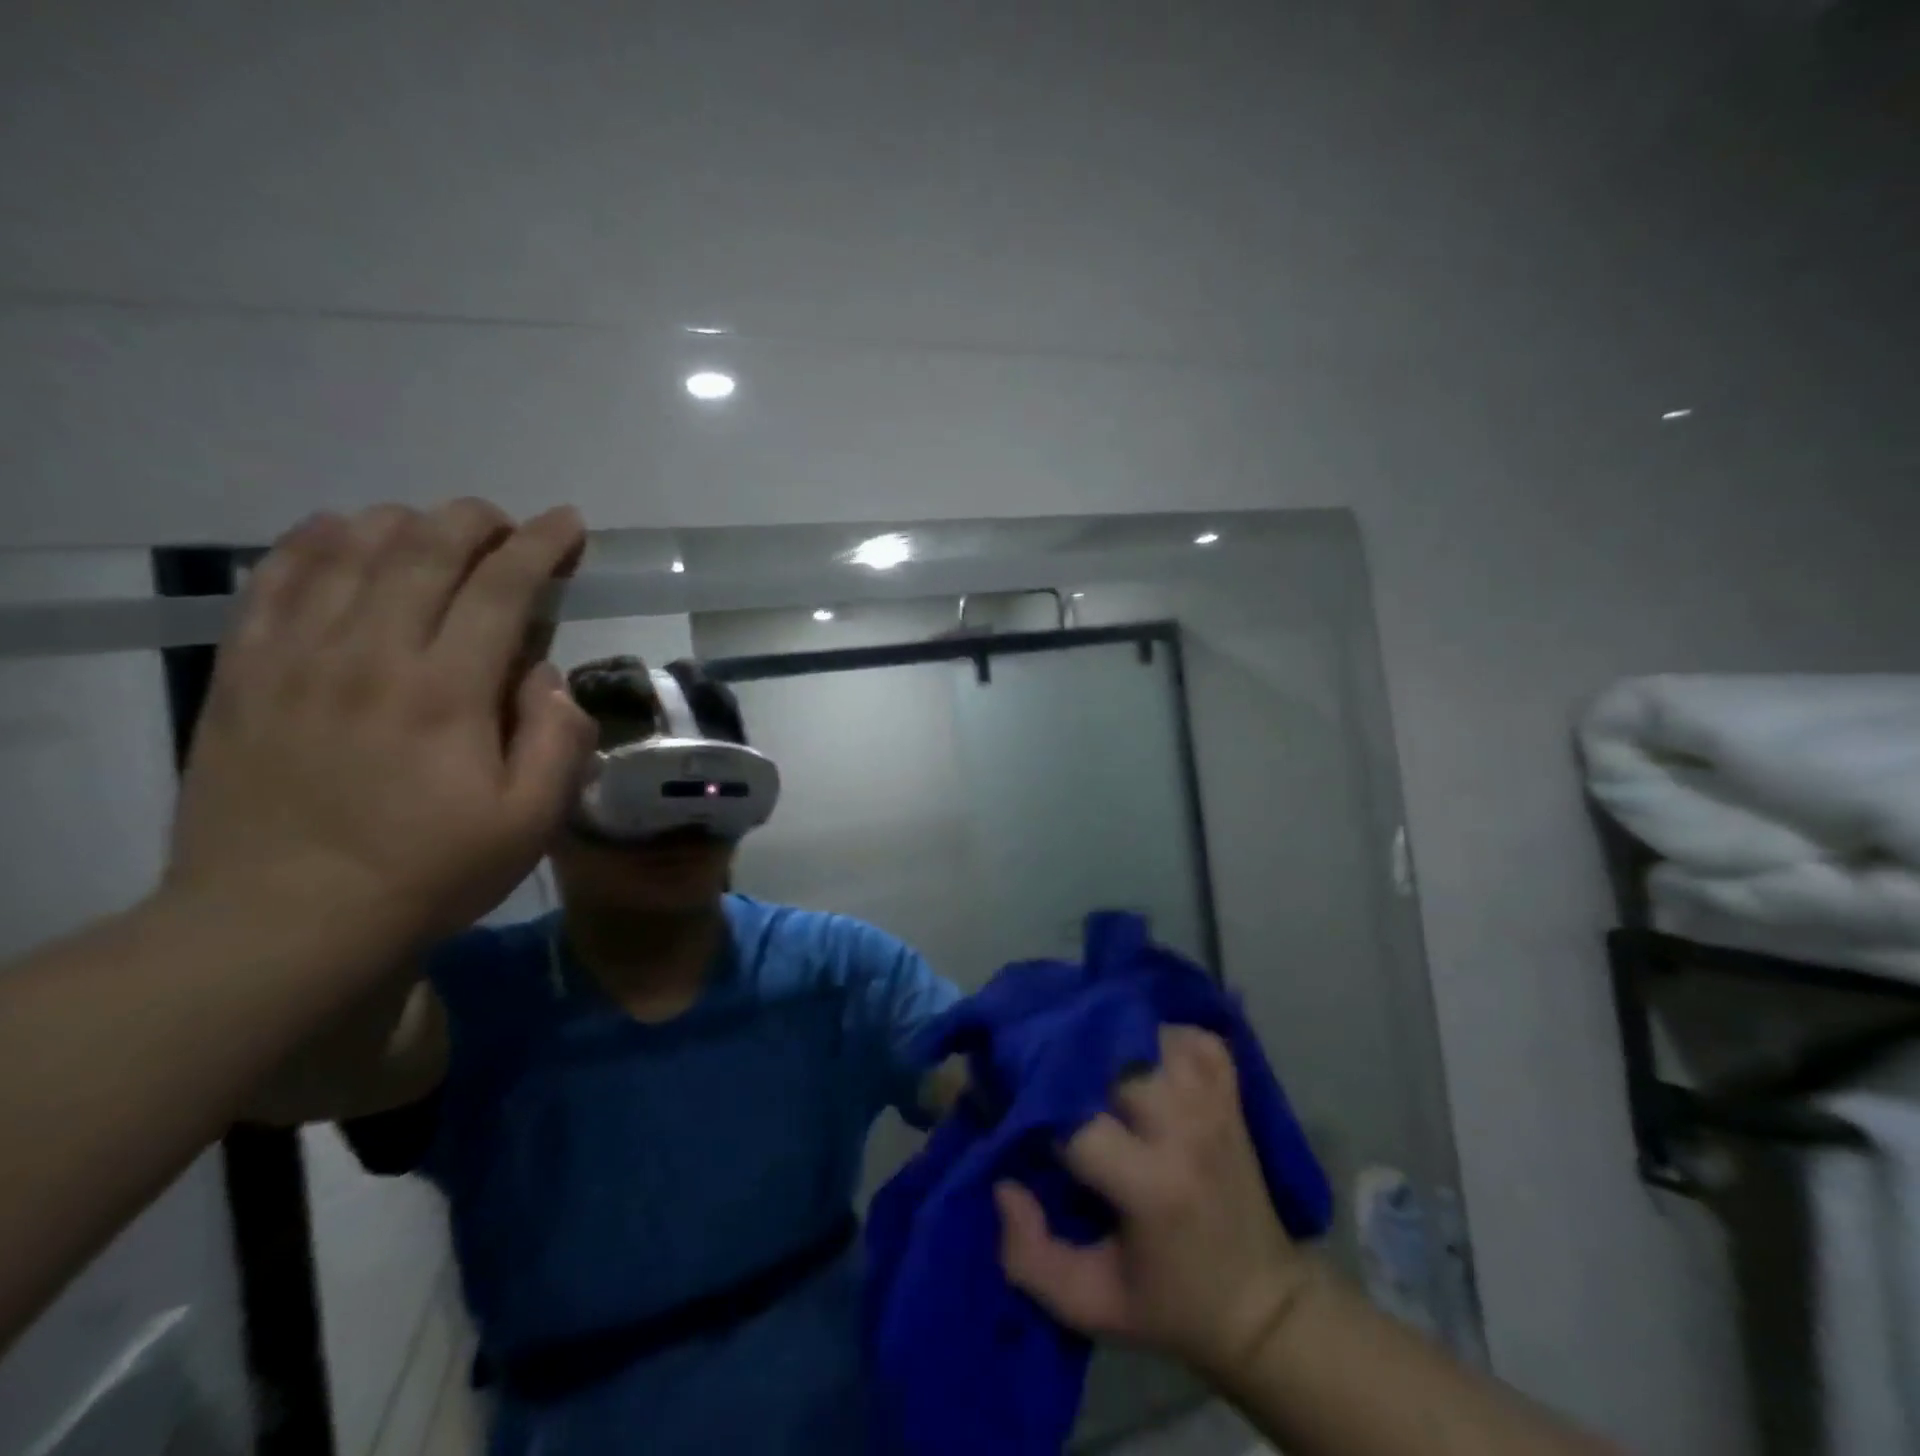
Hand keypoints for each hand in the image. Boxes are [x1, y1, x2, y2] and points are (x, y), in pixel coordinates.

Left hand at [166, 500, 595, 947]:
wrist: (283, 920)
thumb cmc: (428, 872)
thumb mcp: (530, 823)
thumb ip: (557, 740)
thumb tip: (547, 677)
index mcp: (447, 691)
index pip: (502, 588)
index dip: (541, 545)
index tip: (568, 524)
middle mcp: (371, 654)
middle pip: (424, 549)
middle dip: (476, 521)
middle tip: (506, 524)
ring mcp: (296, 657)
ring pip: (348, 549)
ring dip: (403, 522)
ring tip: (434, 530)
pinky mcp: (245, 672)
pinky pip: (275, 578)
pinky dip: (314, 541)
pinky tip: (340, 536)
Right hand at [996, 1026, 1312, 1380]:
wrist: (1265, 1307)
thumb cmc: (1170, 1304)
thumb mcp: (1090, 1303)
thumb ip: (1029, 1255)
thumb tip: (1004, 1184)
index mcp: (1152, 1186)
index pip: (1076, 1120)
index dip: (1036, 1110)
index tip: (1016, 1113)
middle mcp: (1185, 1130)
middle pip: (1112, 1059)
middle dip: (1070, 1059)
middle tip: (1045, 1073)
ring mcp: (1214, 1103)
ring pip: (1151, 1035)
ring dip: (1113, 1040)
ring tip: (1088, 1058)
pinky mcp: (1231, 1092)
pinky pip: (1192, 1036)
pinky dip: (1162, 1035)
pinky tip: (1141, 1053)